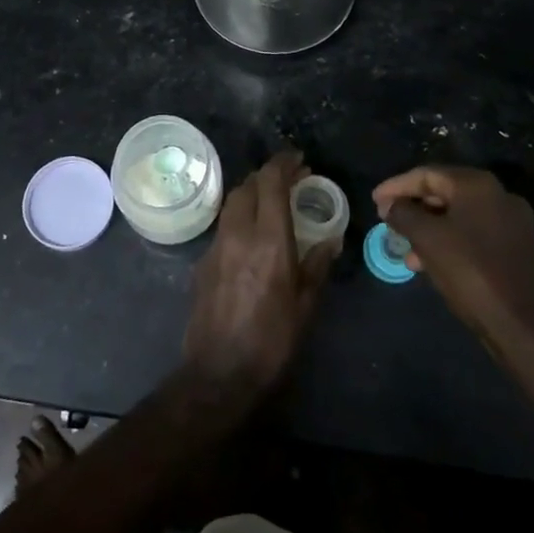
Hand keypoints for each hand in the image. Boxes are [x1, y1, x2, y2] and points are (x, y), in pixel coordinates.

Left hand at [183, 149, 336, 398]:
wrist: (218, 373)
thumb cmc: (272, 341)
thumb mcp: (305, 305)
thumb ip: (317, 266)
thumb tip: (331, 239)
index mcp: (269, 239)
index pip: (271, 182)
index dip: (284, 163)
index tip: (299, 160)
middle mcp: (239, 232)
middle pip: (248, 185)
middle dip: (268, 175)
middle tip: (290, 180)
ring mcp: (216, 245)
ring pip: (232, 202)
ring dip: (252, 193)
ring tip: (272, 202)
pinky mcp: (203, 261)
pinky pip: (223, 225)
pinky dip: (239, 217)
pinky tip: (251, 235)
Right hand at [372, 165, 533, 350]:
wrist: (525, 328)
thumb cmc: (471, 274)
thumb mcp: (427, 240)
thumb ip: (403, 214)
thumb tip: (390, 205)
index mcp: (477, 185)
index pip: (427, 174)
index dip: (396, 186)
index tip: (374, 201)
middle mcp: (498, 195)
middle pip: (444, 192)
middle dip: (412, 207)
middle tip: (387, 221)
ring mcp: (511, 223)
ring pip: (457, 216)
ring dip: (428, 228)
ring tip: (406, 249)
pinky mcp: (515, 248)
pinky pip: (473, 234)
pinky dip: (448, 241)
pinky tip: (430, 263)